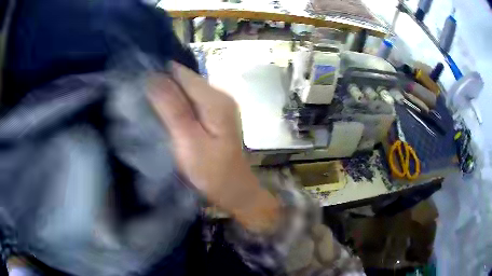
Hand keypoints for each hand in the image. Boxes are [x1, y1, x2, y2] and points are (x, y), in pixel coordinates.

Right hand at [149, 62, 278, 232]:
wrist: (233, 190)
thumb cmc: (211, 172)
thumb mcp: (187, 140)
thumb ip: (171, 107)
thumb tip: (153, 76)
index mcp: (215, 99)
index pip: (182, 73)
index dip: (159, 74)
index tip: (138, 83)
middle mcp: (220, 95)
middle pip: (185, 80)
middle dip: (163, 84)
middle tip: (139, 97)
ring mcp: (218, 105)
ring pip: (186, 90)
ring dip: (168, 95)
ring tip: (147, 104)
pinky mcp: (214, 115)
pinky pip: (191, 101)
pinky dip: (176, 104)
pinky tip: (164, 113)